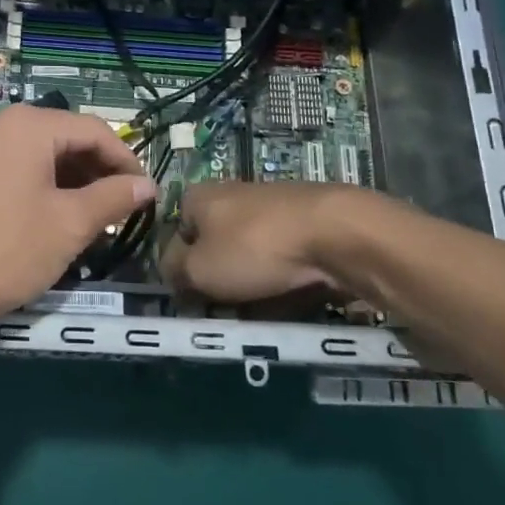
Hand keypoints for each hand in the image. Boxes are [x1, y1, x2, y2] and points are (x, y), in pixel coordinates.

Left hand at [0, 105, 156, 350]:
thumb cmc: (4, 250)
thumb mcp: (69, 225)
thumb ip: (113, 198)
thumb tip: (147, 185)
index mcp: (26, 124)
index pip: (93, 130)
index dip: (125, 160)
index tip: (146, 195)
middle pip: (62, 137)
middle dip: (95, 172)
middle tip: (119, 211)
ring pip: (35, 155)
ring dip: (67, 181)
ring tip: (89, 220)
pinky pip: (9, 169)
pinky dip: (37, 187)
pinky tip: (48, 219)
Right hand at [159, 182, 402, 306]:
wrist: (336, 234)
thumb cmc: (254, 249)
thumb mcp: (198, 269)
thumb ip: (173, 270)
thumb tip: (169, 271)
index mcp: (198, 196)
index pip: (176, 235)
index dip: (182, 269)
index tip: (194, 297)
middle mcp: (230, 194)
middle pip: (214, 247)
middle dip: (220, 279)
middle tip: (229, 309)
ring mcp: (269, 206)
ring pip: (249, 255)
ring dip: (252, 283)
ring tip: (263, 310)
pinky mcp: (303, 221)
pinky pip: (282, 259)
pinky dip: (283, 279)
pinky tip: (293, 297)